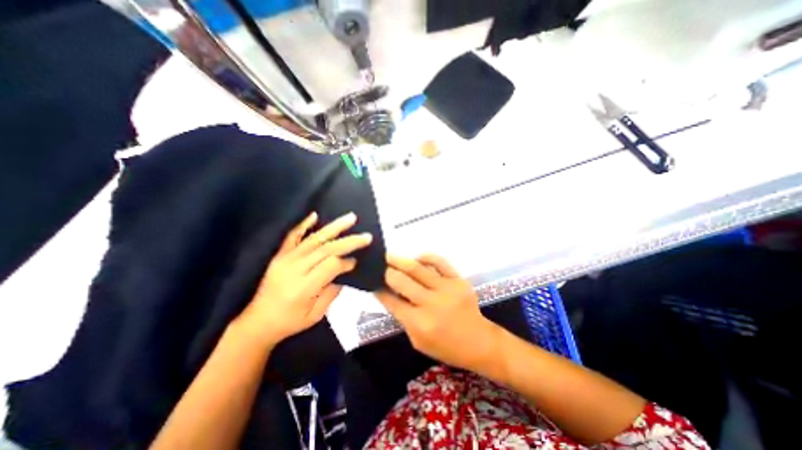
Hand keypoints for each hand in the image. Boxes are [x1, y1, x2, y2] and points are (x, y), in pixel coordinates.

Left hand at [232, 211, 368, 346]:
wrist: (257, 322)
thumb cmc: (289, 322)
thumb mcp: (315, 316)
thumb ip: (331, 294)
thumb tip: (343, 274)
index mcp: (304, 288)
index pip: (331, 266)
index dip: (346, 262)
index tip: (355, 263)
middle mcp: (294, 269)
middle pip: (326, 249)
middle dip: (349, 242)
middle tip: (366, 236)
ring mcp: (285, 259)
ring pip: (314, 239)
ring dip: (334, 227)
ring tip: (350, 218)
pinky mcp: (279, 256)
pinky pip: (292, 237)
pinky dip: (303, 224)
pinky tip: (315, 215)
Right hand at [376, 254, 499, 371]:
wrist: (479, 342)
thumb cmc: (446, 347)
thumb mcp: (418, 341)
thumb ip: (403, 318)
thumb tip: (389, 294)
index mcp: (419, 323)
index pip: (392, 301)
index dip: (379, 290)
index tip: (372, 281)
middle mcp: (431, 304)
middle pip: (402, 281)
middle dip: (387, 272)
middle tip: (379, 265)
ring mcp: (446, 289)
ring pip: (418, 269)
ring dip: (400, 260)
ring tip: (390, 255)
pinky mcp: (458, 280)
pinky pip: (440, 262)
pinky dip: (427, 257)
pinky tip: (418, 257)